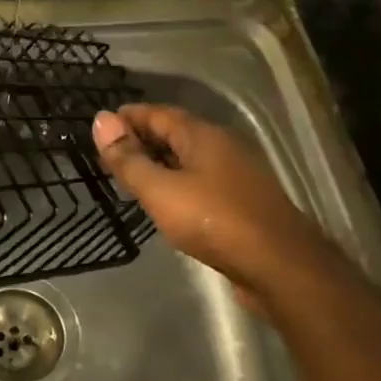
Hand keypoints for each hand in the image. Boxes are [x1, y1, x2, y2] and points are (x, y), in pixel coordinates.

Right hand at [92, 103, 327, 306]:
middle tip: (109, 154)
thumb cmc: (214, 221)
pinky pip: (200, 182)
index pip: (158, 113)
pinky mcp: (242, 203)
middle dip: (142, 139)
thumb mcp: (160, 190)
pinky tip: (165, 202)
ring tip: (130, 177)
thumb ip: (128, 158)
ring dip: (159, 163)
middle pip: (175, 133)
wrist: (279, 266)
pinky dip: (176, 183)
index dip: (129, 116)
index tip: (101, 126)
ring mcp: (236, 175)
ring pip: (189, 159)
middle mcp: (223, 147)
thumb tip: (100, 120)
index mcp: (203, 136)